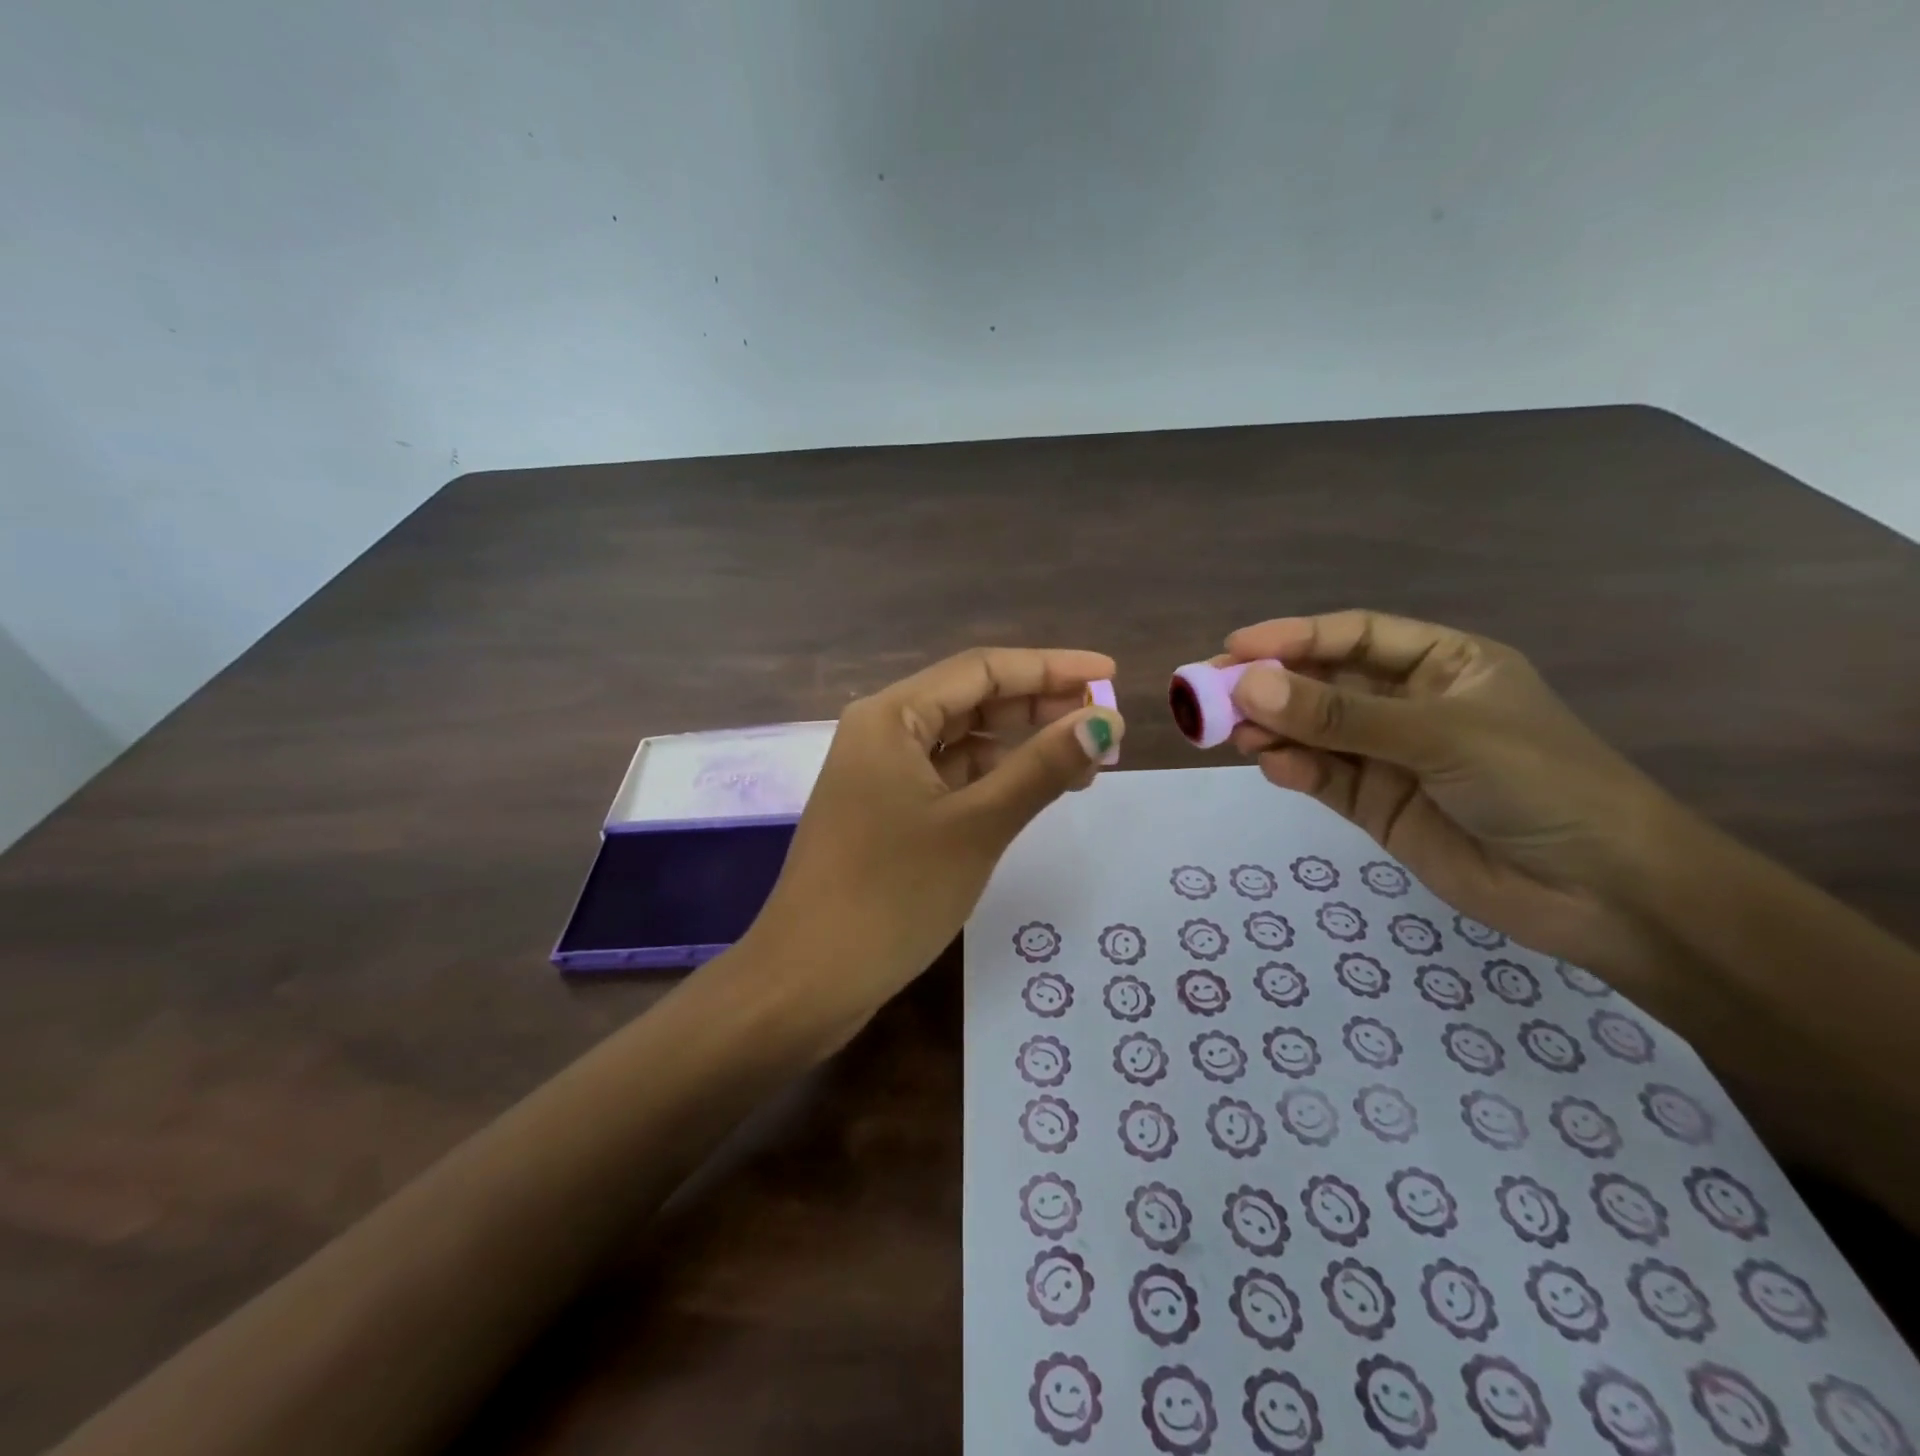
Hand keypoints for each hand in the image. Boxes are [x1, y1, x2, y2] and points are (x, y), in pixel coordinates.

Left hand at [743, 647, 1123, 1029]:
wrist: (808, 981)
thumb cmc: (892, 895)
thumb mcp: (977, 826)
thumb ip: (1043, 768)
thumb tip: (1106, 723)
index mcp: (892, 716)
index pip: (983, 670)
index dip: (1051, 667)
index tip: (1110, 673)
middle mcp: (882, 732)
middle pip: (972, 700)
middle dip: (1039, 707)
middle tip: (1104, 725)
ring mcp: (881, 775)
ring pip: (963, 742)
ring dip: (1021, 747)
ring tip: (1085, 764)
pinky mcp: (886, 813)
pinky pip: (949, 778)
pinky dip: (994, 781)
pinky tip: (1034, 792)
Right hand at [1222, 610, 1677, 971]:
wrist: (1603, 894)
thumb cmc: (1539, 784)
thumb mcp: (1439, 735)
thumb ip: (1340, 715)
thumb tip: (1247, 686)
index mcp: (1444, 665)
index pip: (1356, 636)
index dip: (1295, 637)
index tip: (1236, 647)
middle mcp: (1411, 704)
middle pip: (1325, 683)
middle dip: (1271, 685)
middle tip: (1209, 691)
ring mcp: (1391, 757)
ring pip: (1315, 731)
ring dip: (1274, 728)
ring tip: (1234, 732)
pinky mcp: (1376, 805)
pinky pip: (1322, 776)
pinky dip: (1293, 768)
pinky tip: (1272, 764)